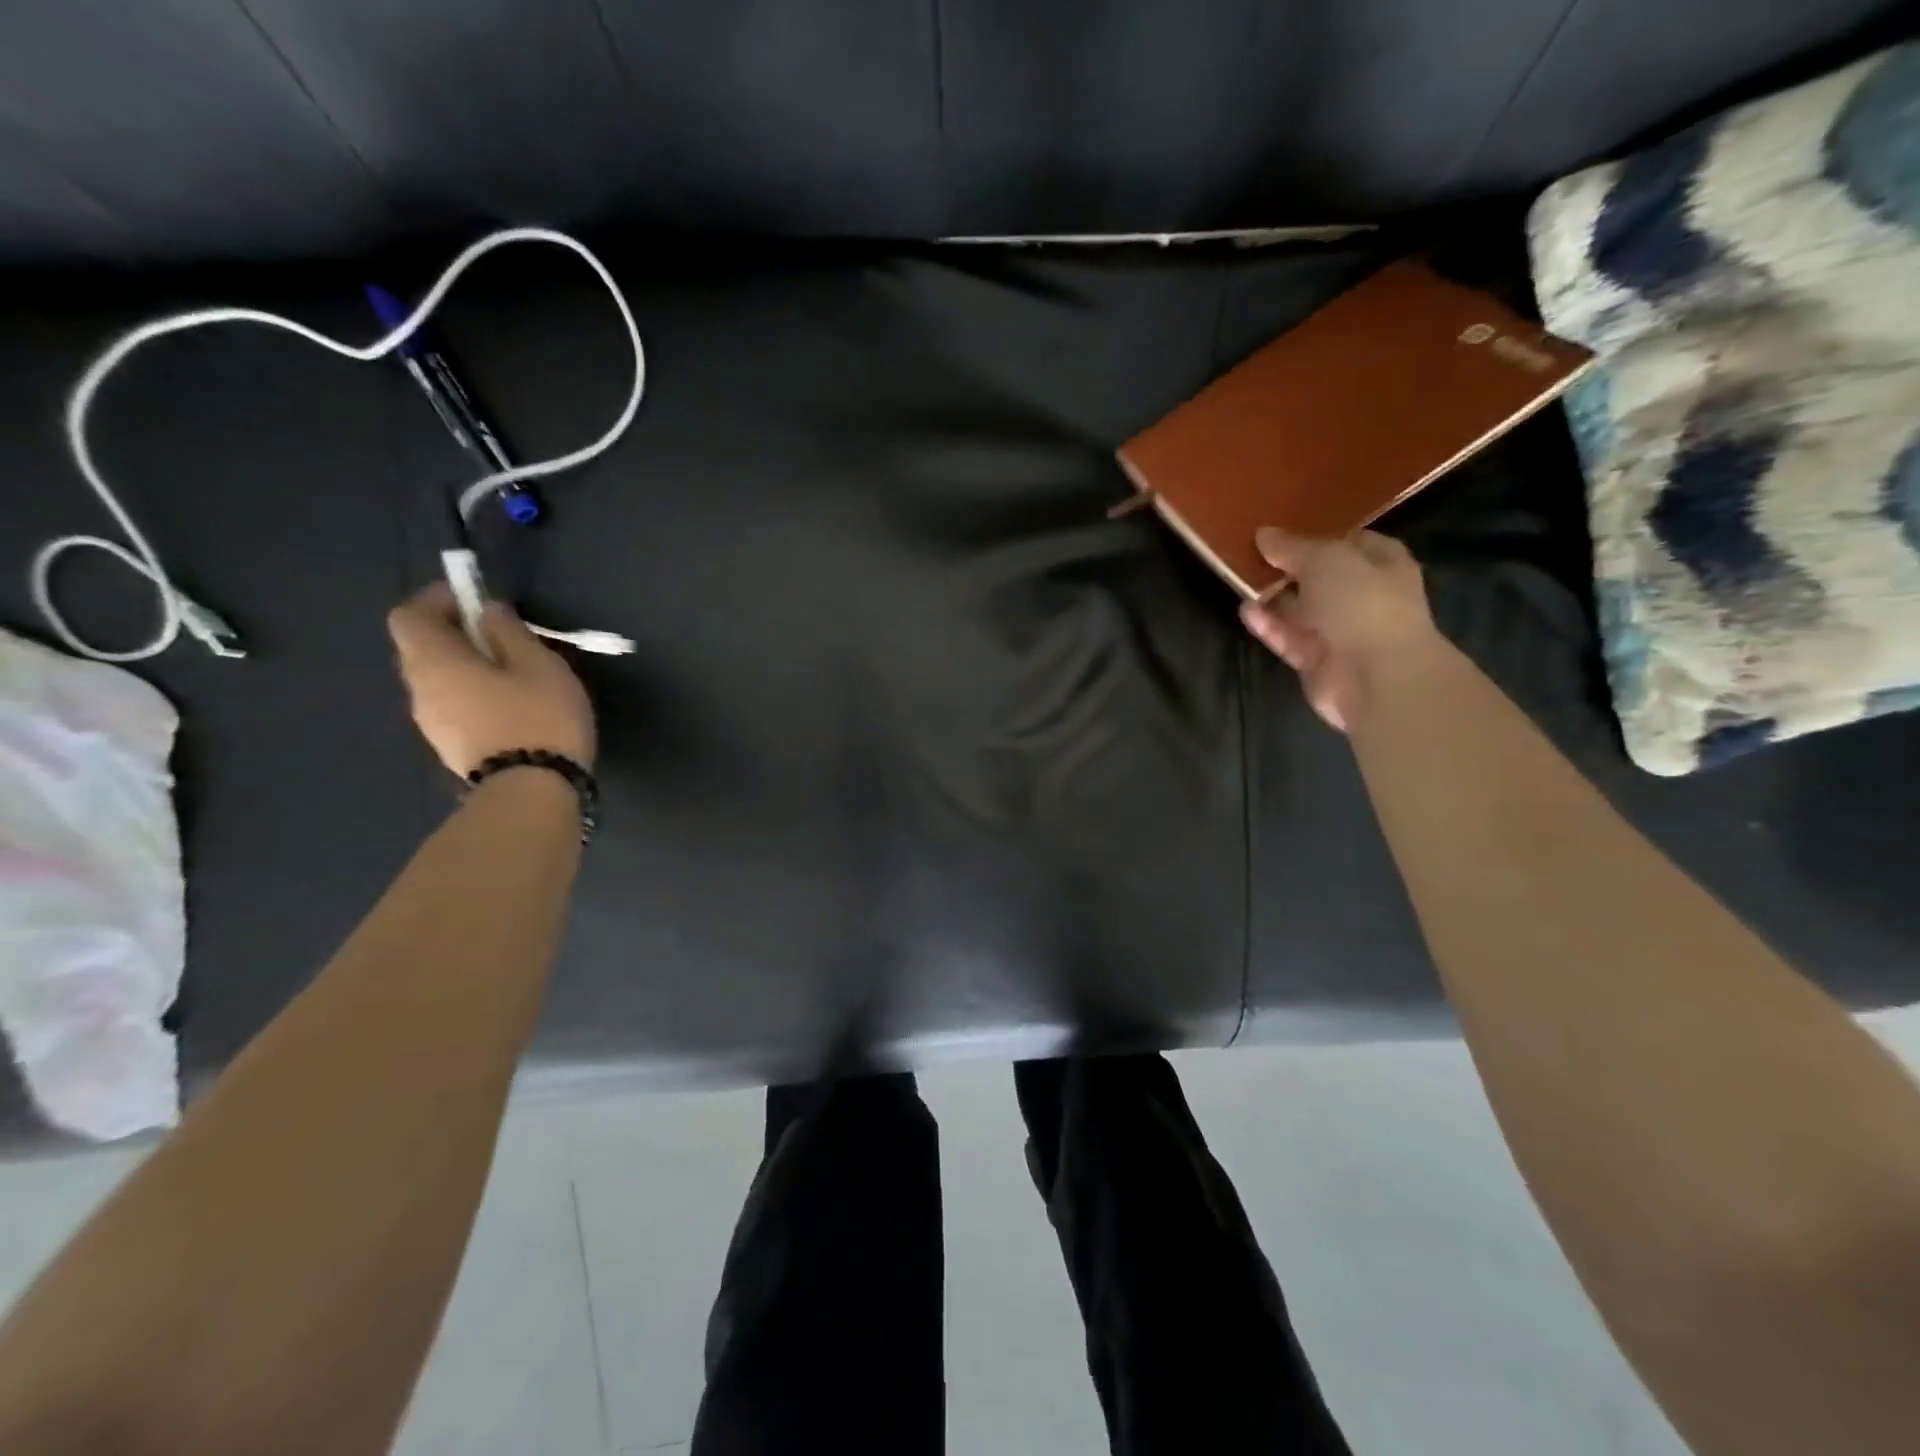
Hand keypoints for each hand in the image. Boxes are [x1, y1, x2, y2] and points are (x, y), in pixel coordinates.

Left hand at [388, 583, 596, 774]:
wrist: (532, 791)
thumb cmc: (537, 717)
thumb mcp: (538, 663)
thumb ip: (509, 631)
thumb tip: (487, 612)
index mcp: (434, 661)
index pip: (410, 615)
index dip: (437, 599)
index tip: (474, 598)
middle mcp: (420, 690)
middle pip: (421, 648)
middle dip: (454, 633)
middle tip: (499, 634)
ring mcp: (432, 724)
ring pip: (438, 680)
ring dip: (466, 666)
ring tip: (513, 673)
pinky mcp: (451, 747)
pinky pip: (453, 706)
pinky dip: (472, 693)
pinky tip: (511, 705)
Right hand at [1239, 527, 1440, 732]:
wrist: (1376, 675)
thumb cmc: (1362, 602)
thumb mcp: (1325, 559)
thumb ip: (1292, 546)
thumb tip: (1264, 534)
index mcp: (1382, 564)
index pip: (1350, 542)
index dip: (1318, 535)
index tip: (1282, 531)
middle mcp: (1364, 596)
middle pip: (1320, 577)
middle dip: (1288, 568)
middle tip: (1251, 555)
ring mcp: (1341, 632)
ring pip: (1301, 610)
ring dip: (1273, 597)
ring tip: (1239, 581)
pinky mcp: (1317, 661)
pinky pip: (1289, 638)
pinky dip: (1269, 626)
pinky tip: (1246, 611)